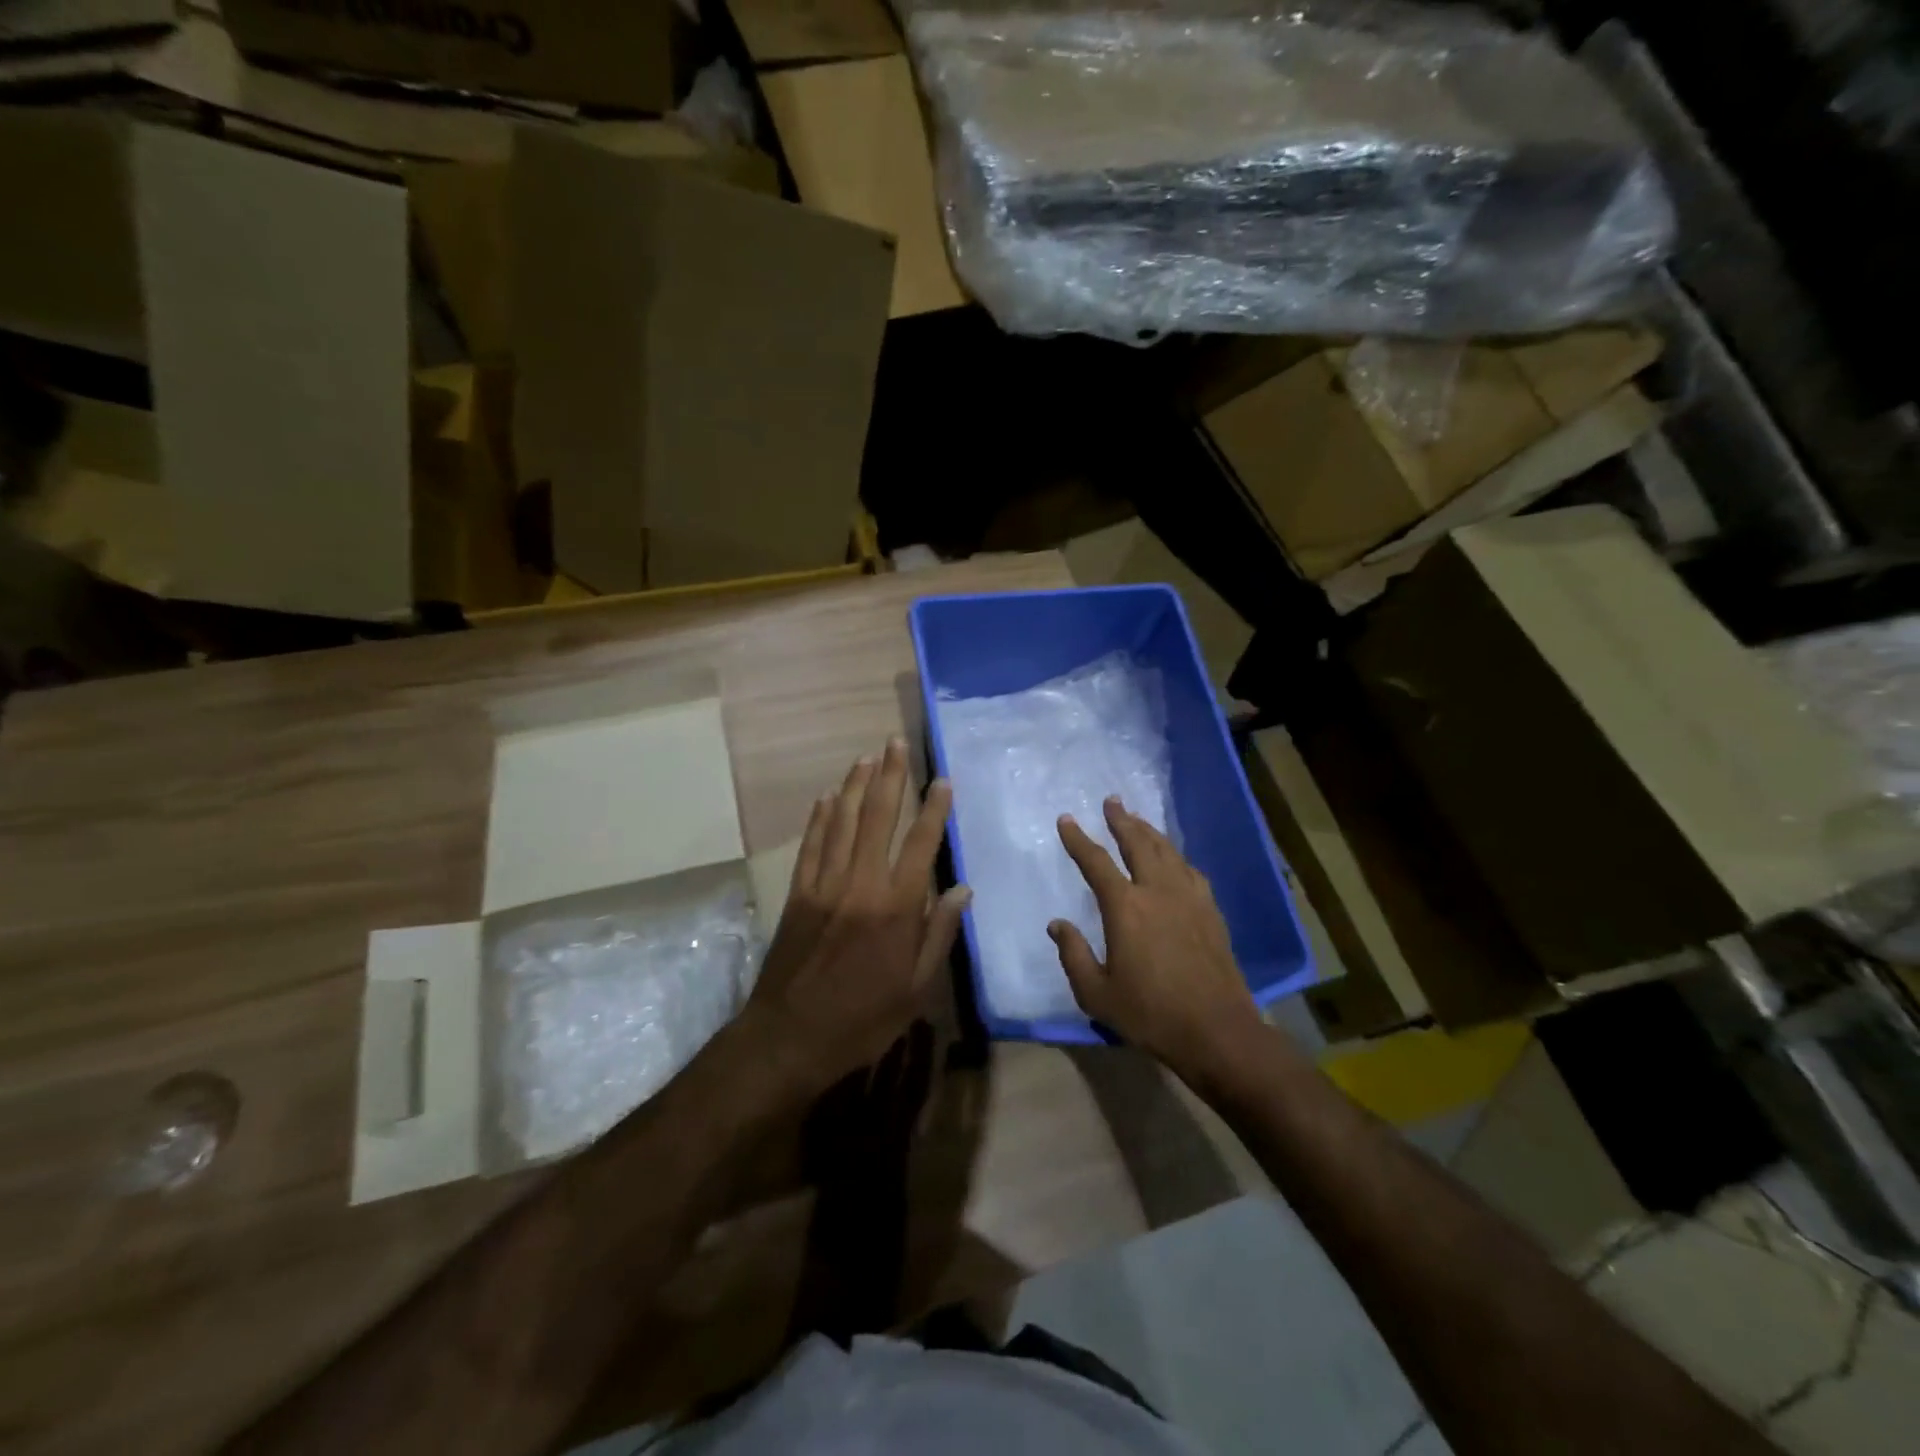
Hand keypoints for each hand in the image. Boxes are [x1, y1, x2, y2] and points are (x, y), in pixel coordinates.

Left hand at [744, 738, 968, 1094]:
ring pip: (843, 823)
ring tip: (867, 757)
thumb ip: (938, 934)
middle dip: (890, 778)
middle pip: (878, 819)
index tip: (943, 780)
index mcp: (896, 908)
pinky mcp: (798, 894)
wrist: (789, 1038)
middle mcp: (860, 885)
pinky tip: (828, 797)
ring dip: (856, 787)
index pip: (921, 845)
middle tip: (896, 744)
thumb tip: (962, 890)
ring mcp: (824, 885)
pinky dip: (821, 818)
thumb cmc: (862, 1019)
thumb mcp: (915, 989)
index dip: (934, 810)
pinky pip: (811, 845)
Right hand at [1050, 797, 1259, 1077]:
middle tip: (1112, 801)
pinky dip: (1177, 857)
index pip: (1096, 862)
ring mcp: (1189, 898)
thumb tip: (1057, 924)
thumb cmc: (1150, 1014)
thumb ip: (1073, 955)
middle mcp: (1157, 891)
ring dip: (1149, 832)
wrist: (1217, 1031)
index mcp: (1125, 907)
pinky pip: (1190, 871)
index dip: (1078, 839)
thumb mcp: (1096, 994)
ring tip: (1138, 820)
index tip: (1066, 820)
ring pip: (1167, 852)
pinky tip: (1175, 859)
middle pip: (1138, 843)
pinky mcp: (1210, 911)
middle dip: (1122, 820)